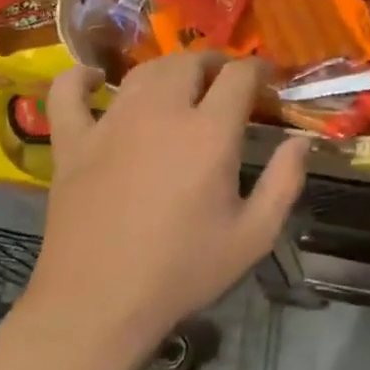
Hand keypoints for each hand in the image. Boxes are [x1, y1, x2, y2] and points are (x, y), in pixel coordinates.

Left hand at [27, 54, 306, 349]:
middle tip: (226, 82)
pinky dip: (79, 79)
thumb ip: (284, 182)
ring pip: (143, 71)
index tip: (268, 80)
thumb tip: (302, 140)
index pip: (239, 75)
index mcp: (208, 132)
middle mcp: (160, 112)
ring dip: (168, 69)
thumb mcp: (253, 237)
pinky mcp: (73, 143)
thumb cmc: (182, 272)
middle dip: (215, 63)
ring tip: (181, 83)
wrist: (97, 307)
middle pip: (190, 62)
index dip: (259, 69)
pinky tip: (91, 79)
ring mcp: (111, 123)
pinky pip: (68, 94)